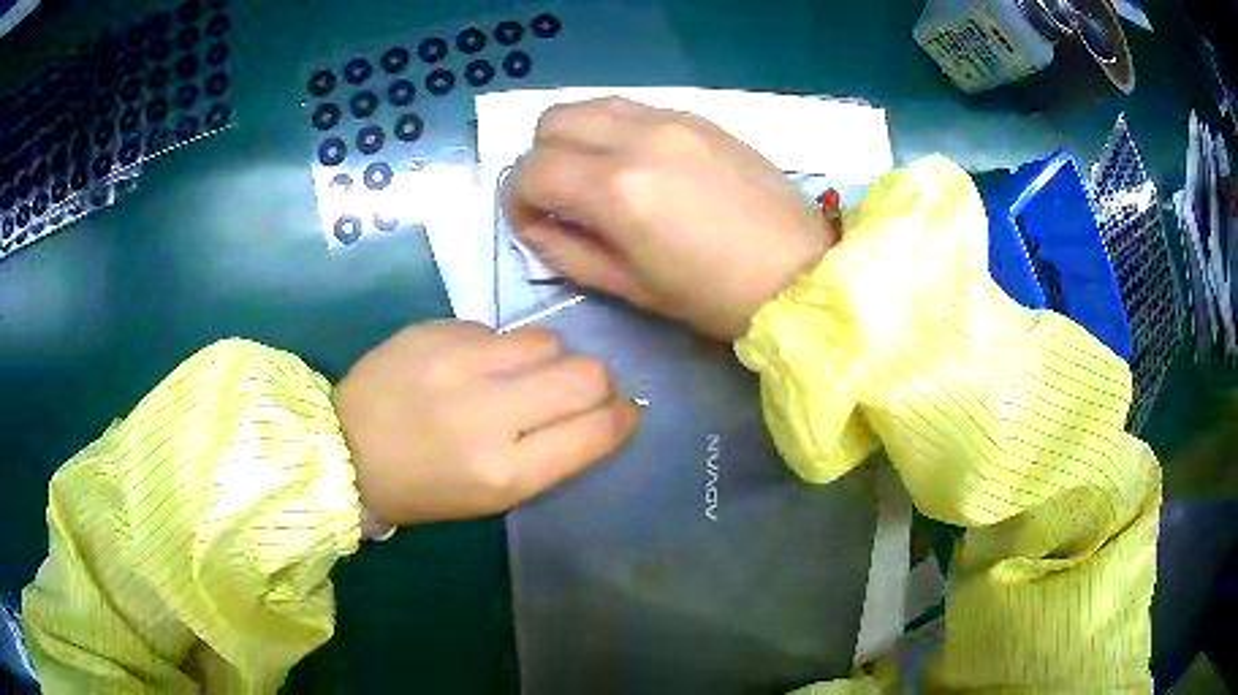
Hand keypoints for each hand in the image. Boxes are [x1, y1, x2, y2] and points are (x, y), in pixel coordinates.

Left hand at [333, 321, 639, 525]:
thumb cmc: (423, 488)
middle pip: (585, 374)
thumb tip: (602, 413)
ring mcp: (457, 364)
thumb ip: (551, 455)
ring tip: (517, 377)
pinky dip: (499, 349)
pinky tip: (471, 367)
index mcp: (503, 473)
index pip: (595, 431)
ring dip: (546, 360)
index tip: (622, 412)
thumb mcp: (492, 496)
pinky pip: (498, 330)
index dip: (621, 418)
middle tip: (576, 392)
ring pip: (547, 340)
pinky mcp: (435, 330)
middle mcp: (486, 414)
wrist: (343, 448)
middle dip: (596, 383)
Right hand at [504, 97, 836, 340]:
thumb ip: (567, 251)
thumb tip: (534, 224)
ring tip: (595, 176)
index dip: (517, 199)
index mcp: (618, 188)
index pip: (532, 170)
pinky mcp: (700, 116)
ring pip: (591, 104)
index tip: (533, 223)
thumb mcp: (632, 288)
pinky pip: (633, 107)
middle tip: (562, 197)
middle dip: (541, 159)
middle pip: (552, 121)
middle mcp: (638, 137)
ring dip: (575, 137)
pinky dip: (614, 129)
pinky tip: (637, 163)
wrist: (803, 272)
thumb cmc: (717, 296)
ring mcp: (673, 119)